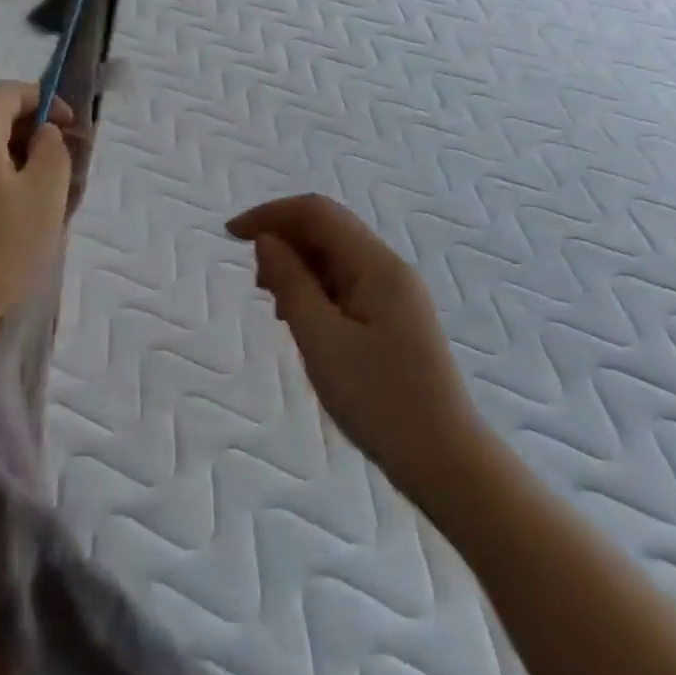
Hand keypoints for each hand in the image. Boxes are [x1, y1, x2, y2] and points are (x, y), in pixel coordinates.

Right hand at [228, 194, 481, 495]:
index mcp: (376, 265)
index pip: (317, 213)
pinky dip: (316, 290)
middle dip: (284, 240)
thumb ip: (291, 282)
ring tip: (275, 305)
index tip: (231, 235)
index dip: (271, 214)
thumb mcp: (321, 339)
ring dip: (298, 267)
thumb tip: (267, 239)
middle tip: (256, 283)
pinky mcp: (394, 319)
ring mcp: (395, 294)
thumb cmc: (378, 399)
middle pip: (328, 230)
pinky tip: (301, 321)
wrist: (444, 461)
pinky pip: (346, 285)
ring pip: (336, 258)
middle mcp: (389, 269)